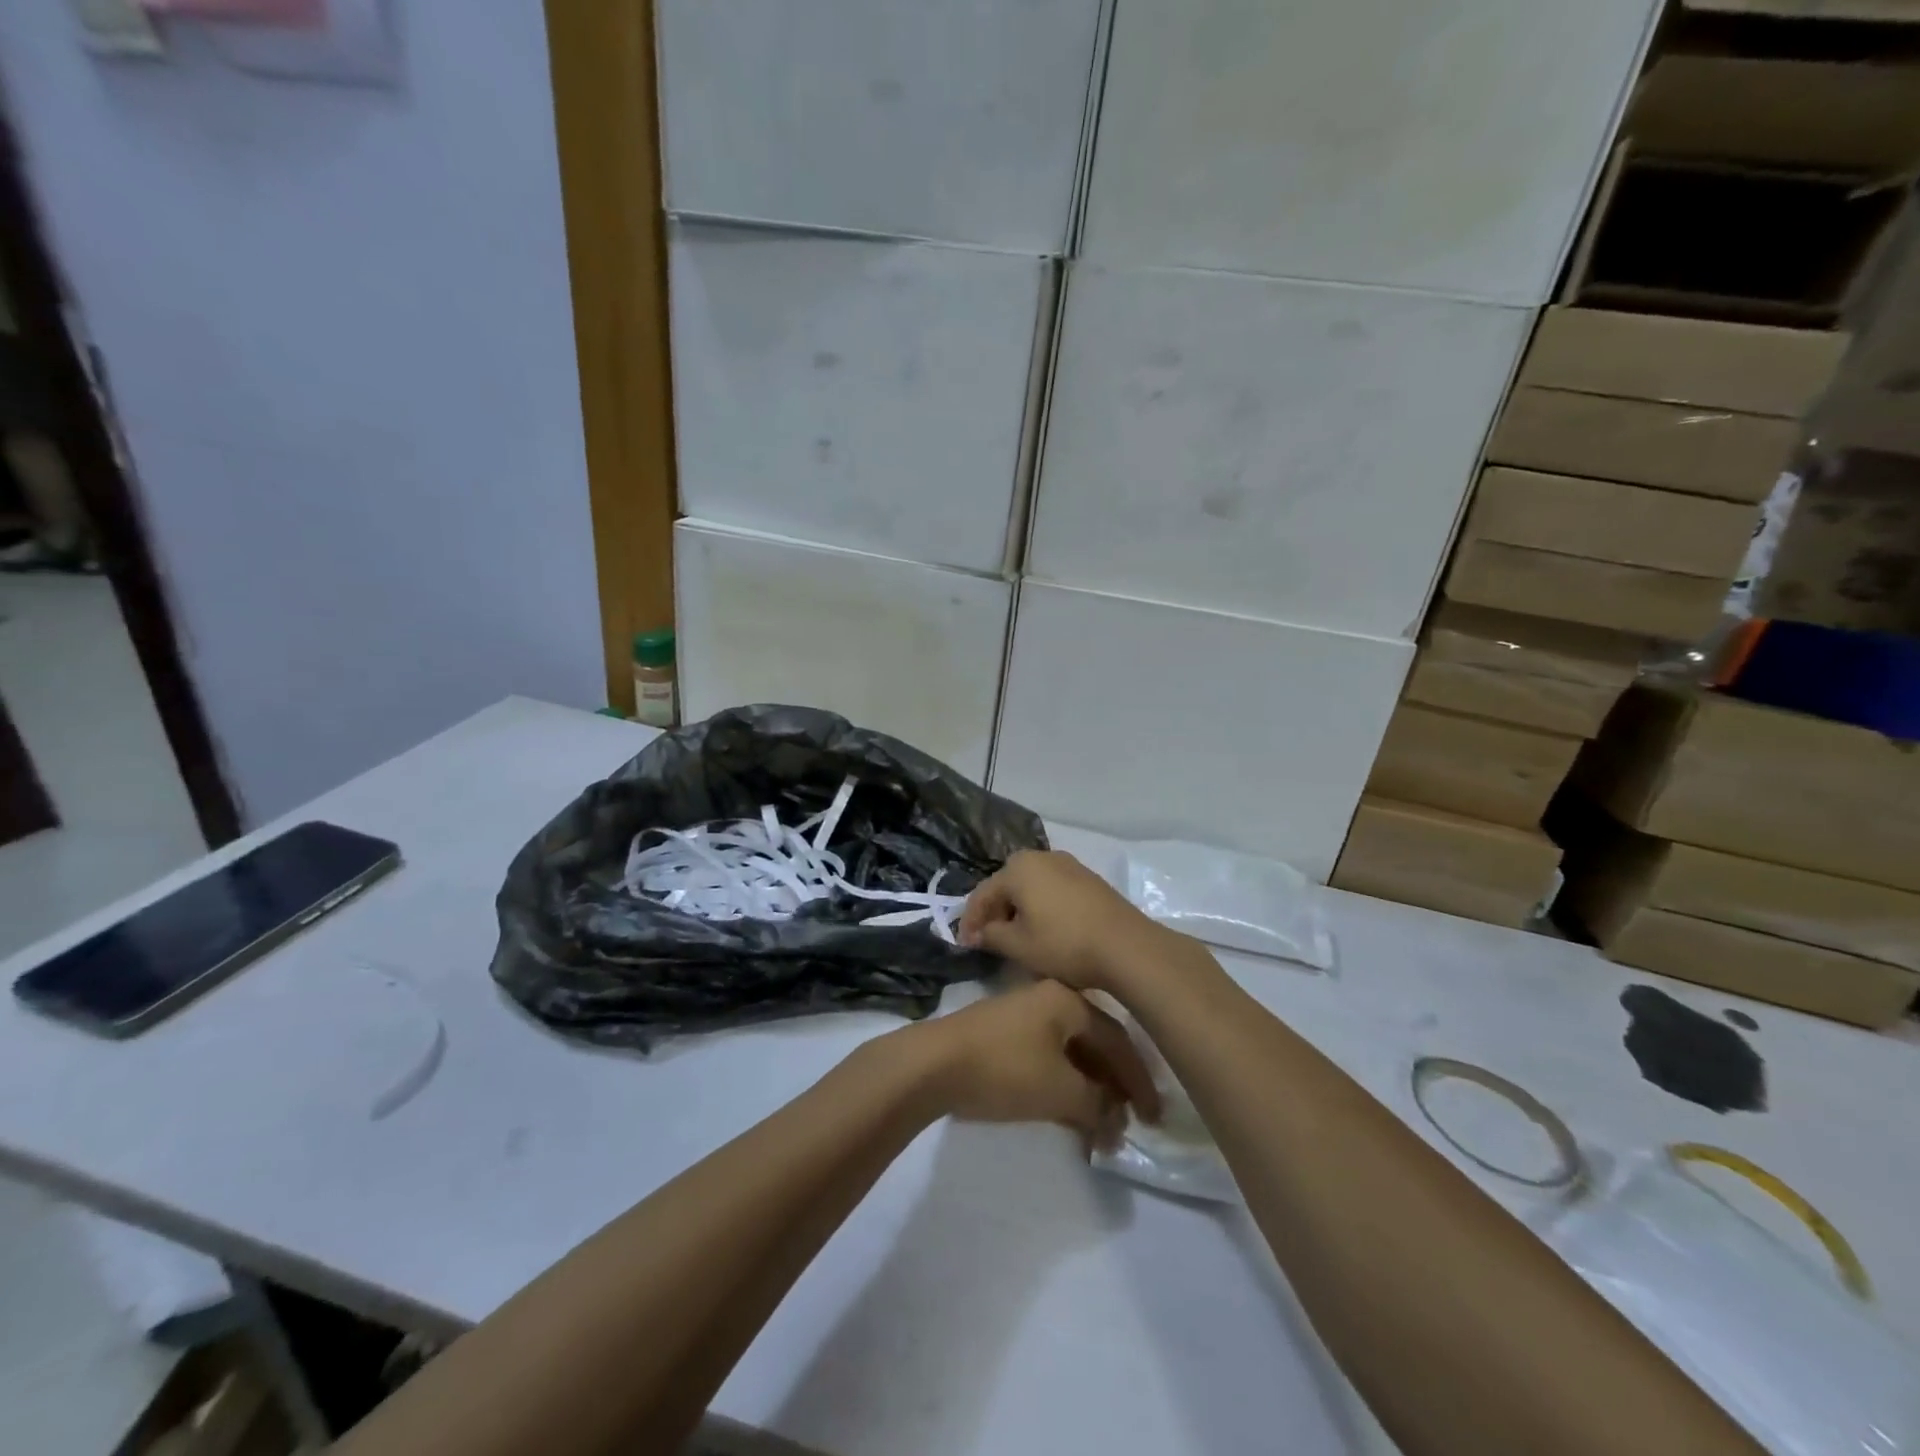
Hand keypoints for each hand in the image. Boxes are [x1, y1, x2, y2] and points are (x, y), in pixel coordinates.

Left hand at [897, 981, 1160, 1150]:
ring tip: (1102, 1125)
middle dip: (1114, 1085)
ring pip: (1070, 1053)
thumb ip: (1096, 1105)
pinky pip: (1047, 1058)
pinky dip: (1063, 1084)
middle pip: (1094, 1043)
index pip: (1118, 1040)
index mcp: (1067, 1000)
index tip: (1155, 1116)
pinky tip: (1069, 1113)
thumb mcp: (1059, 1090)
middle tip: (1131, 1121)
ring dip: (1089, 1089)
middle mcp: (1048, 999)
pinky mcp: (1003, 1035)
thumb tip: (1115, 1122)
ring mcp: (1023, 1016)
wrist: (933, 1063)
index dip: (1139, 1080)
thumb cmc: (1005, 1068)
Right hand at [958, 850, 1167, 991]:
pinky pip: (1052, 889)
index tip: (965, 945)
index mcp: (1018, 868)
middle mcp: (1042, 857)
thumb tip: (978, 933)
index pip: (982, 894)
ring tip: (1016, 936)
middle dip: (995, 911)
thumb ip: (991, 935)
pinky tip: (1044, 928)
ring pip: (1031, 885)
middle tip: (989, 939)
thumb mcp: (1019, 946)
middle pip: (1007, 884)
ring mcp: (1068, 864)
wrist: (1125, 946)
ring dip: (1019, 908)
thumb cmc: (1064, 944)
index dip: (970, 921)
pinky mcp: (1088, 878)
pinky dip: (1041, 906)